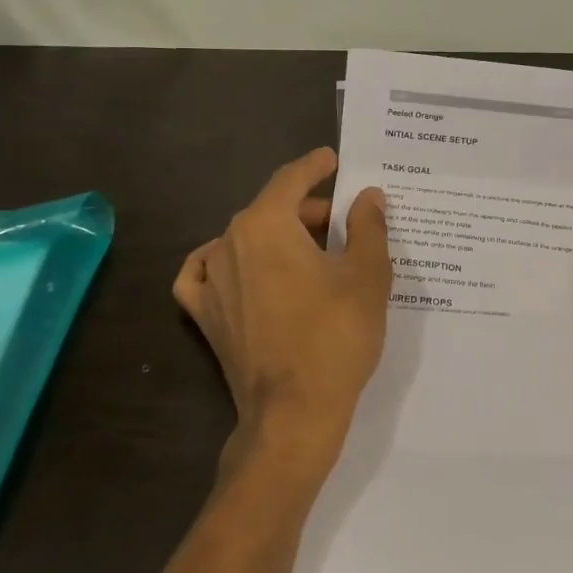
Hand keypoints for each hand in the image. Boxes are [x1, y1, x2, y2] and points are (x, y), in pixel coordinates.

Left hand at [175, 147, 391, 489]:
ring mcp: (211, 280)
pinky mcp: (204, 315)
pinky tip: (241, 270)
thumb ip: (368, 227)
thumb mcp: (367, 276)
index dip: (314, 166)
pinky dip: (226, 264)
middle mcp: (229, 242)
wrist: (294, 412)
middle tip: (342, 221)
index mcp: (266, 224)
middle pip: (270, 209)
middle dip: (306, 209)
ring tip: (310, 252)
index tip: (332, 159)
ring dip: (277, 237)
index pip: (290, 179)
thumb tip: (367, 196)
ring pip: (244, 239)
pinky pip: (206, 274)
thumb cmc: (336, 337)